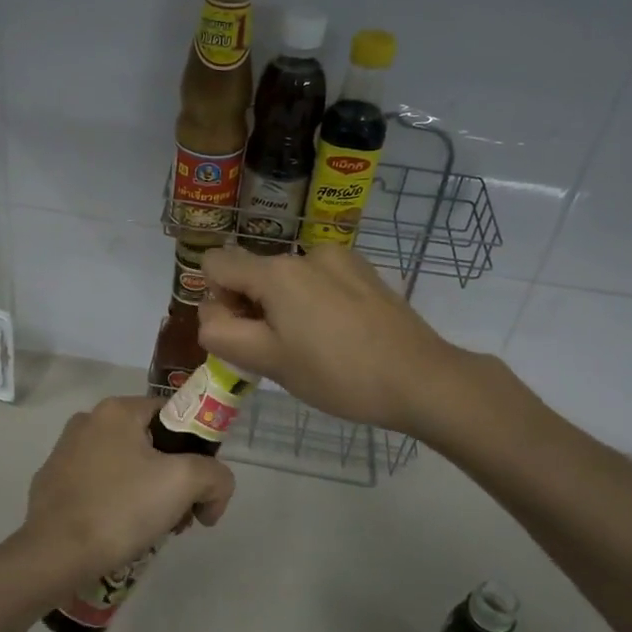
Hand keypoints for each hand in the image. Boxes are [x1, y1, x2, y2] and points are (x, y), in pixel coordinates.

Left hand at [6, 396, 234, 599]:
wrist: (54, 555)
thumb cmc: (121, 509)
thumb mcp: (184, 483)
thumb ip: (215, 476)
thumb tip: (214, 492)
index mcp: (117, 410)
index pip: (173, 416)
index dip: (196, 449)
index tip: (200, 487)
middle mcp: (87, 421)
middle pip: (150, 443)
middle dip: (173, 478)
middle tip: (180, 516)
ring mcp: (64, 452)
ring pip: (124, 466)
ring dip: (146, 492)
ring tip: (151, 530)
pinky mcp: (52, 482)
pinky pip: (98, 485)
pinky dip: (115, 503)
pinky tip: (118, 533)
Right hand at [198, 243, 461, 434]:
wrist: (421, 379)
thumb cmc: (338, 375)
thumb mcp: (268, 362)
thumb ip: (222, 334)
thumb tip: (211, 316)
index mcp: (276, 272)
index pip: (215, 264)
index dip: (216, 299)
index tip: (243, 333)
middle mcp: (304, 253)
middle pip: (253, 272)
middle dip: (251, 307)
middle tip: (278, 352)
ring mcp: (339, 259)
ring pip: (287, 279)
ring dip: (284, 307)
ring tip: (314, 347)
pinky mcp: (364, 272)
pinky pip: (319, 280)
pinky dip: (314, 302)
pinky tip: (340, 335)